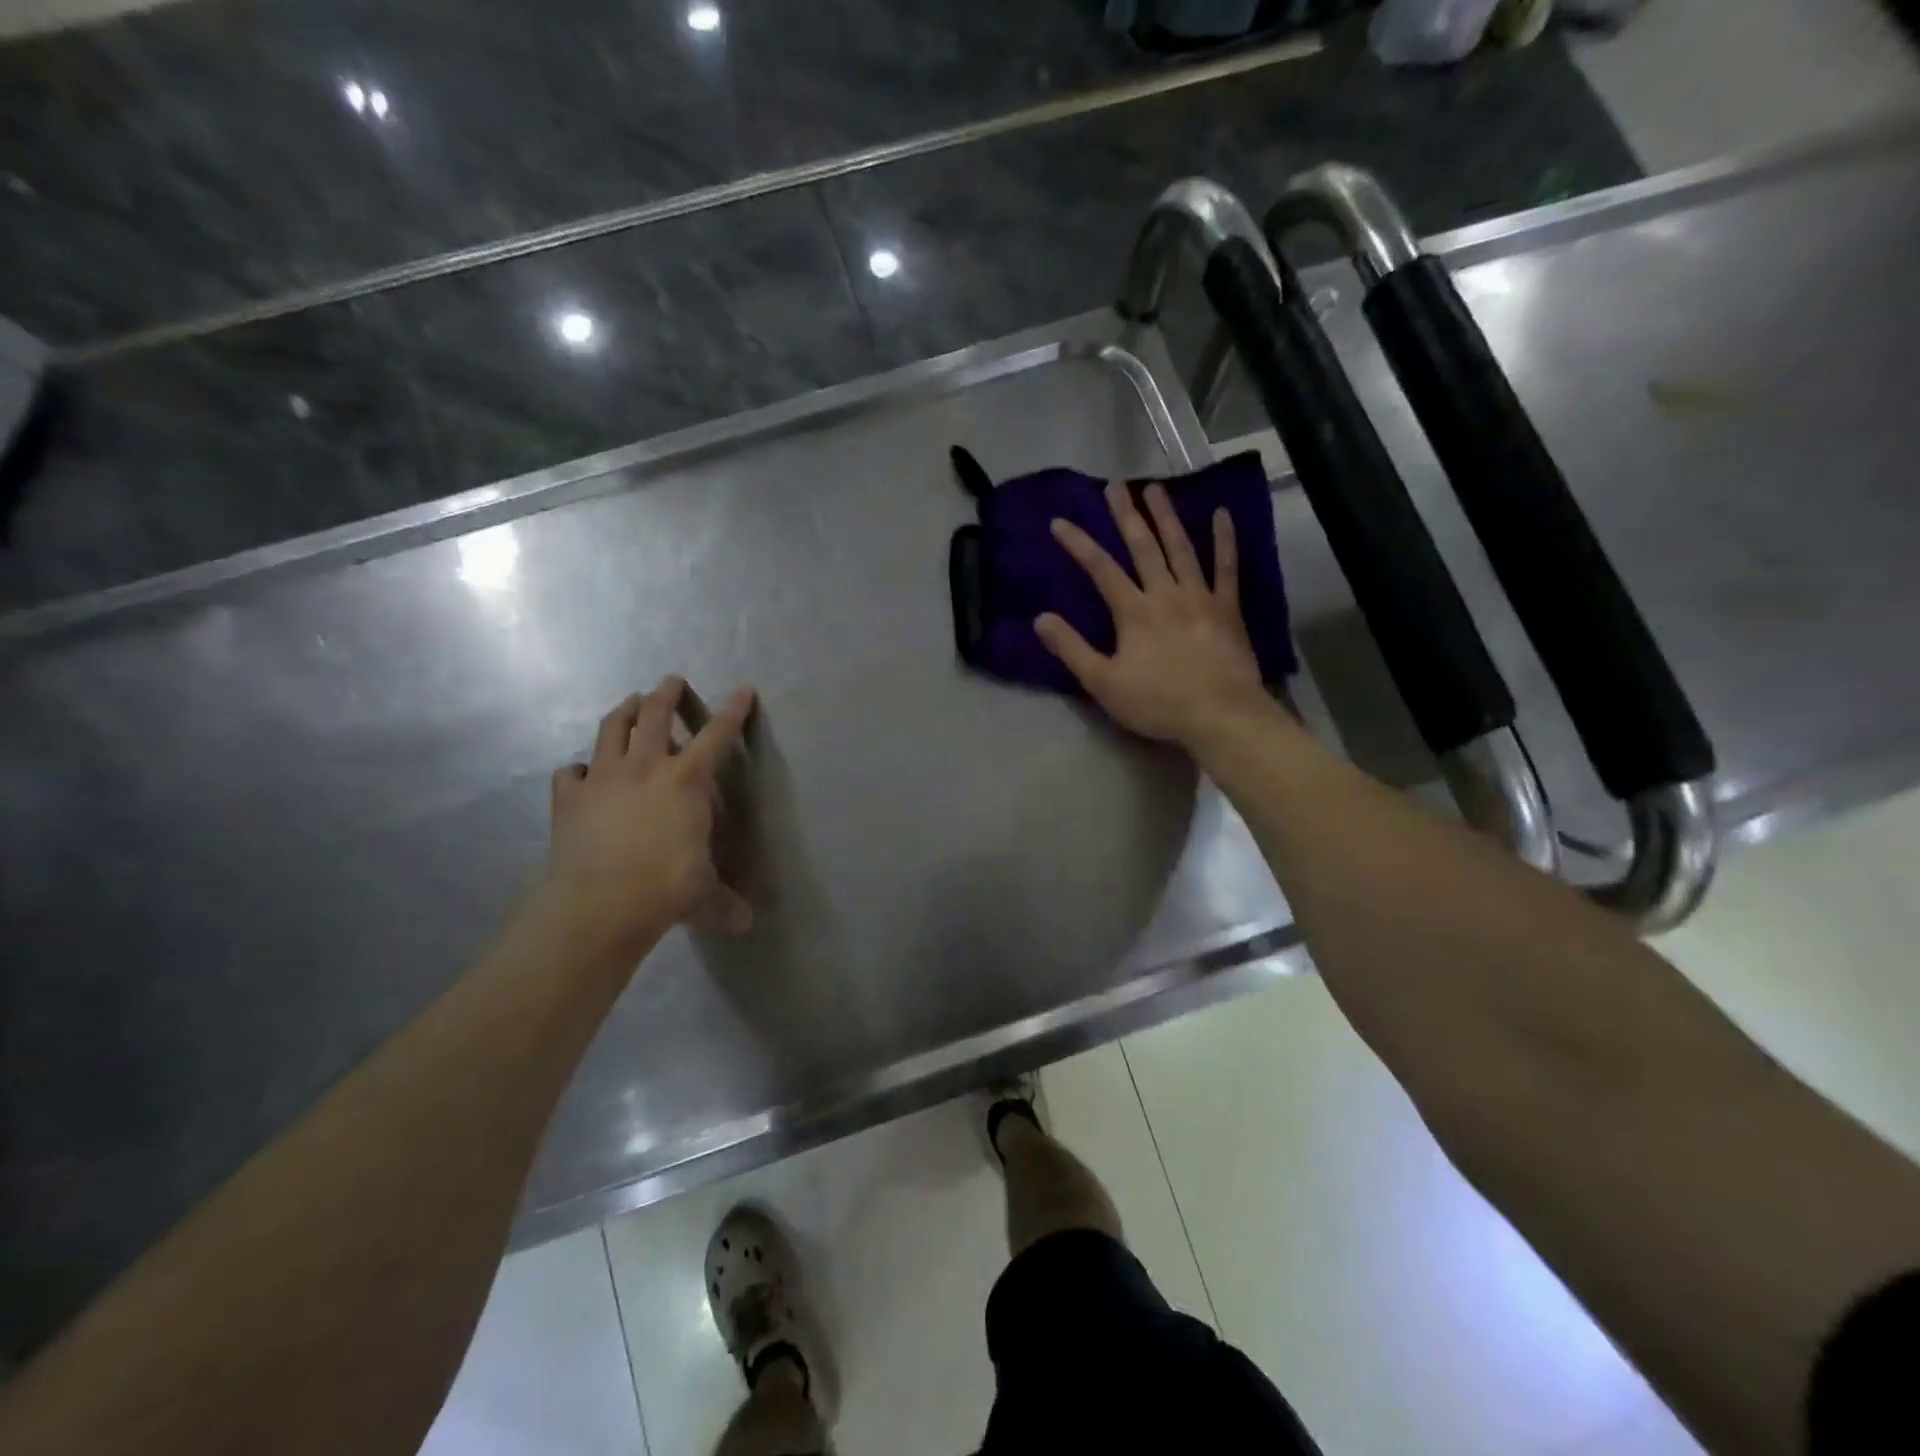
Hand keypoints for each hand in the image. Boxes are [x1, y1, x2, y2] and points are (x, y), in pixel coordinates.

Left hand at [539, 677, 755, 959]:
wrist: (599, 902)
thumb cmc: (666, 888)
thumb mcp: (703, 894)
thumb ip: (723, 902)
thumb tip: (744, 923)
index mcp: (686, 780)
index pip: (717, 736)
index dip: (733, 711)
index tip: (743, 689)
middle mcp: (645, 767)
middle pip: (654, 715)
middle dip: (665, 693)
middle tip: (670, 681)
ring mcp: (602, 779)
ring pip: (611, 729)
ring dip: (623, 711)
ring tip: (629, 702)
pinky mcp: (568, 799)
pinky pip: (570, 773)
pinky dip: (578, 769)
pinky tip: (581, 773)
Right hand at [1036, 481, 1273, 749]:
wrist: (1221, 715)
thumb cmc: (1158, 703)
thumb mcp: (1103, 683)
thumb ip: (1072, 649)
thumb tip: (1041, 619)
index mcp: (1134, 612)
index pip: (1101, 569)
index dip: (1079, 544)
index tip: (1060, 521)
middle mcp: (1166, 594)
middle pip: (1143, 547)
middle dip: (1126, 515)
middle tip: (1115, 485)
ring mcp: (1200, 597)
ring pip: (1181, 548)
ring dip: (1166, 516)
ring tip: (1155, 489)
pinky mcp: (1227, 608)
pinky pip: (1226, 567)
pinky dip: (1224, 540)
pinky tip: (1221, 514)